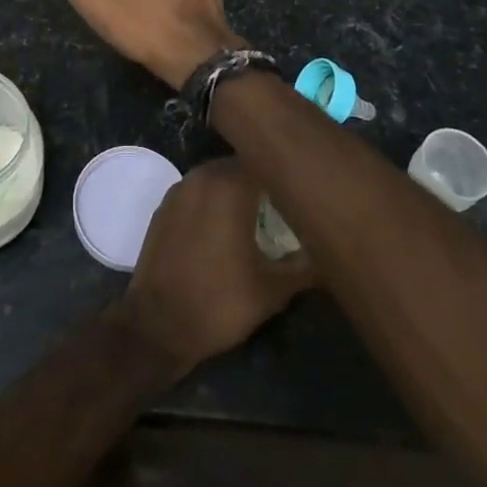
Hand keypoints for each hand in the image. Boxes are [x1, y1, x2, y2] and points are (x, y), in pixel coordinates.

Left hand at [114, 159, 314, 383]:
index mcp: (230, 185)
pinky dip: (214, 202)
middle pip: (241, 166)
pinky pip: (198, 193)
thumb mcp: (273, 289)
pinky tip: (226, 228)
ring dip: (237, 191)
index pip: (267, 162)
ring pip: (218, 178)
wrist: (156, 325)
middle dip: (263, 182)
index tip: (304, 191)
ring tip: (260, 217)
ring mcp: (179, 189)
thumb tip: (330, 251)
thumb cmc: (219, 302)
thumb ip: (305, 265)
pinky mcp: (164, 207)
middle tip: (286, 205)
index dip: (287, 174)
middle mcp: (203, 176)